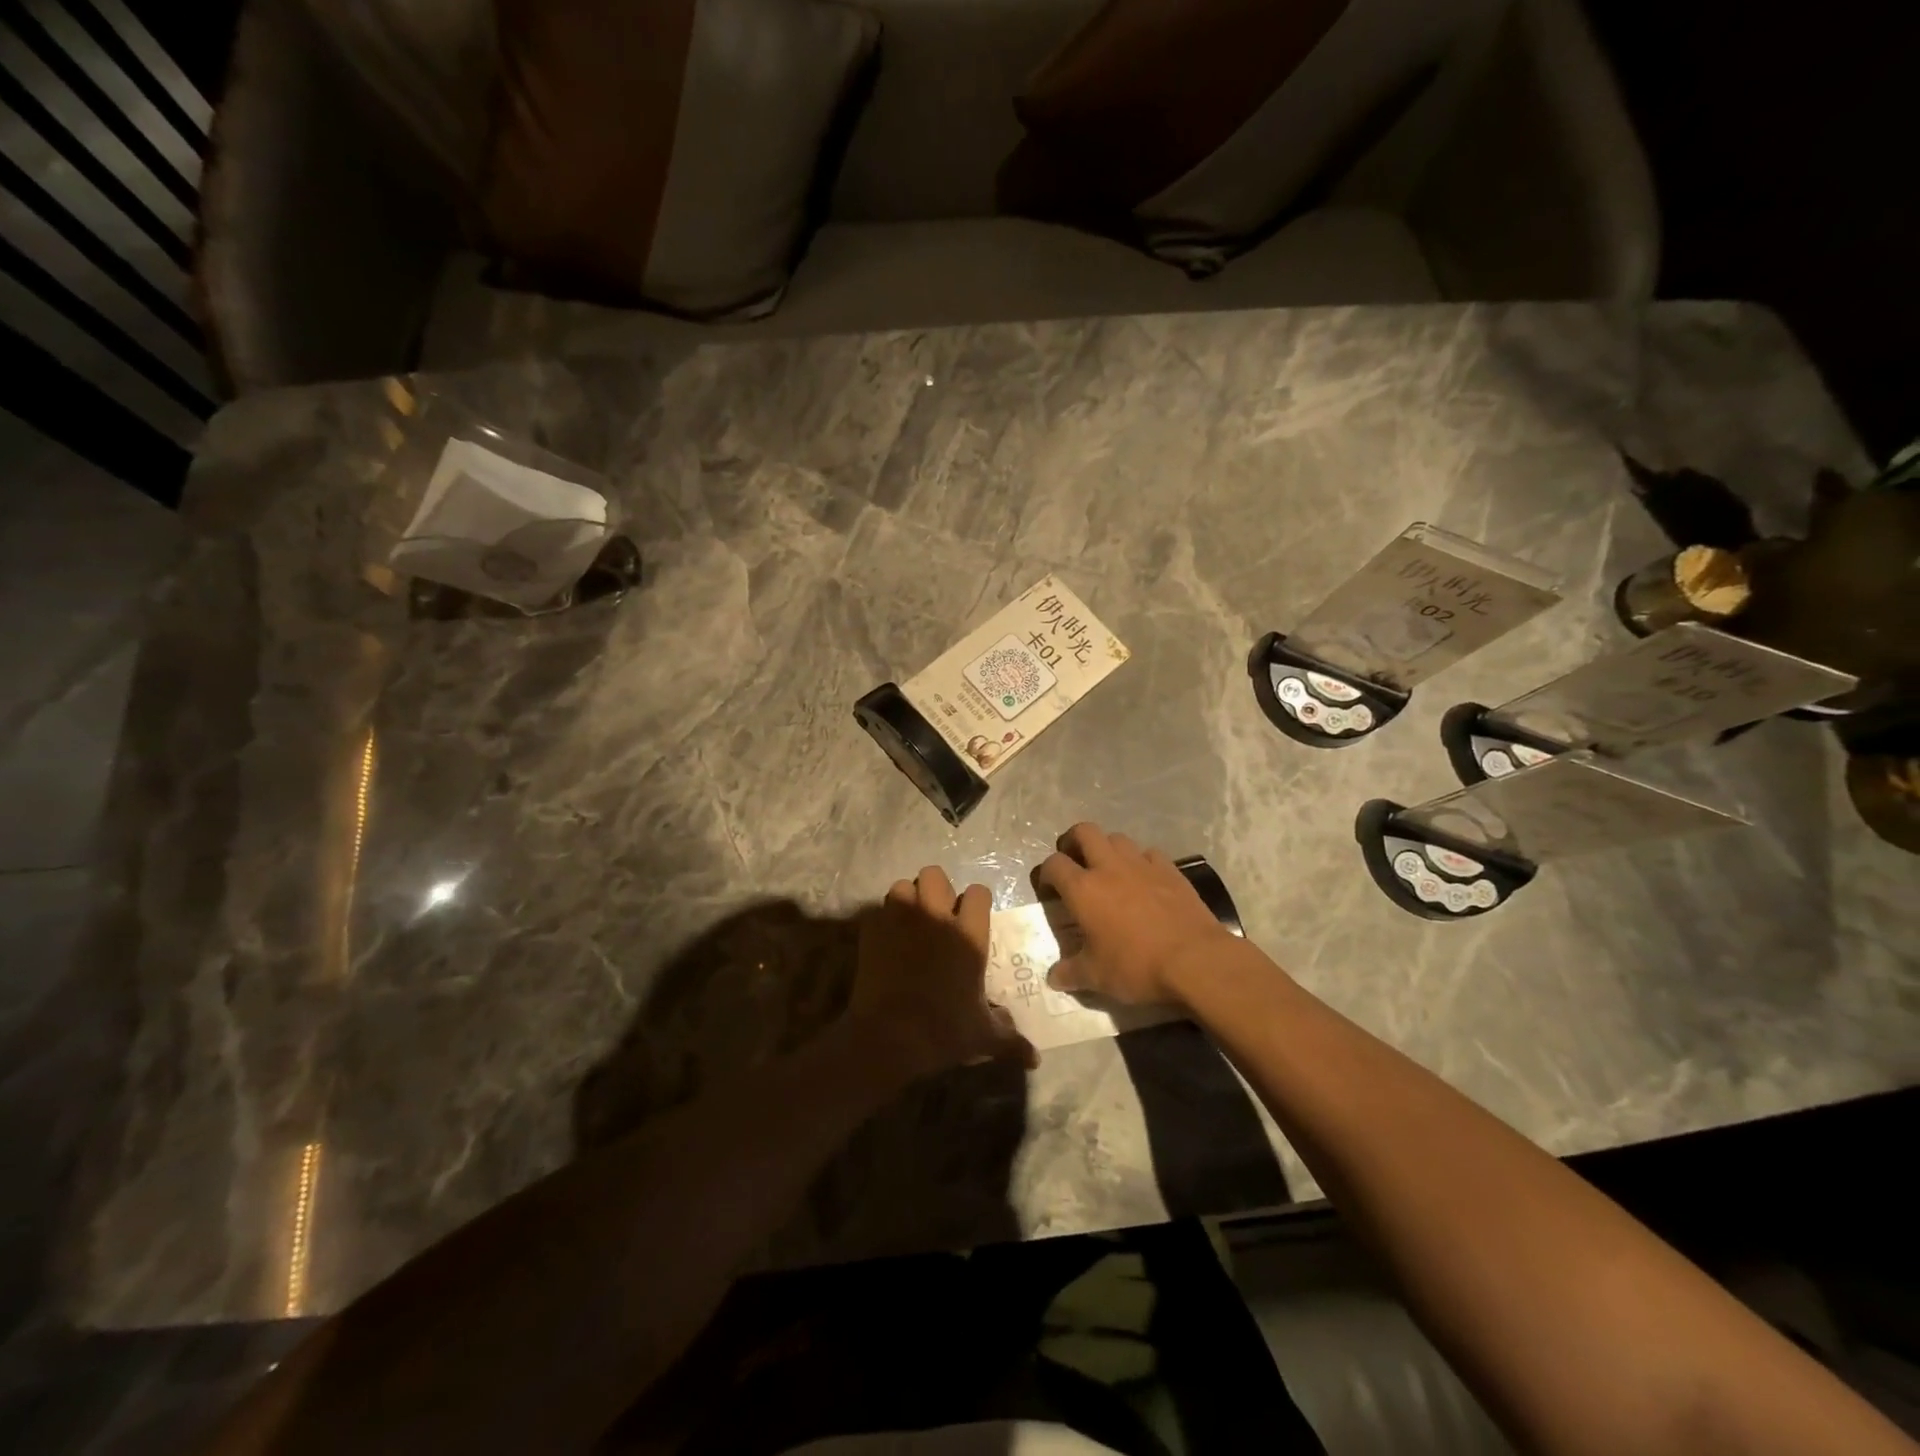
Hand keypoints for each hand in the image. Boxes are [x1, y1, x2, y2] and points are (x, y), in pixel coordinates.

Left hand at [850, 866, 1036, 1080]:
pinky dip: (883, 919)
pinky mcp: (873, 930)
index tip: (973, 918)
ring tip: (909, 921)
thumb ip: (1011, 1040)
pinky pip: (878, 909)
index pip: (979, 892)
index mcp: (969, 935)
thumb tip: (1036, 1058)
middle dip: (937, 890)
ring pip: (903, 885)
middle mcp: (936, 917)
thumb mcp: (984, 1038)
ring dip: (907, 899)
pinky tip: (886, 939)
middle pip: (935, 875)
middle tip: (938, 916)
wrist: (888, 1036)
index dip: (976, 903)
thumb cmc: (943, 1032)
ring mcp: (901, 919)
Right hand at [1037, 823, 1238, 1006]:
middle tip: (1075, 862)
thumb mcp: (1096, 977)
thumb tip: (1054, 978)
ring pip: (1117, 838)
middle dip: (1073, 841)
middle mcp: (1109, 867)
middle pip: (1084, 832)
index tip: (1049, 889)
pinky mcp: (1170, 869)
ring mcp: (1142, 864)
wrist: (1196, 960)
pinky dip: (1141, 861)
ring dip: (1107, 849)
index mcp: (1083, 889)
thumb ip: (1070, 973)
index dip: (1046, 873)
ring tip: (1109, 870)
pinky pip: (1149, 853)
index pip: (1054, 864)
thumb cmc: (1137, 966)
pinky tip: (1144, 880)